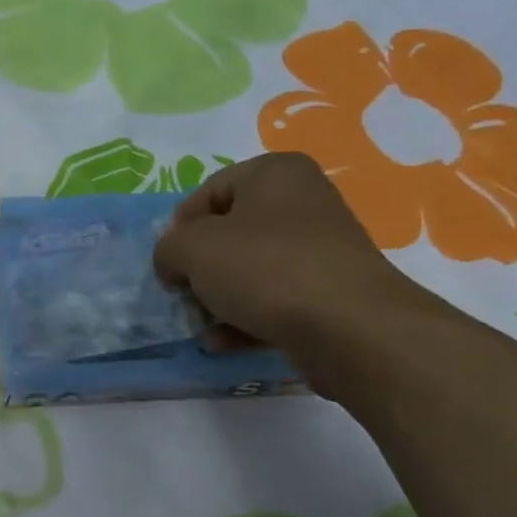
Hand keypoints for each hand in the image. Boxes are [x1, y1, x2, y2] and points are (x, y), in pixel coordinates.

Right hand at [153, 153, 445, 393]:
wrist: (349, 327)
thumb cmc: (265, 268)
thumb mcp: (193, 249)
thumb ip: (168, 248)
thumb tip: (173, 262)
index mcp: (275, 173)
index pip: (208, 191)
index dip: (180, 228)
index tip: (169, 261)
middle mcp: (303, 202)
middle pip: (230, 232)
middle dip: (200, 266)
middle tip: (182, 292)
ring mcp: (320, 250)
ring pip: (251, 270)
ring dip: (218, 298)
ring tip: (200, 323)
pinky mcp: (329, 293)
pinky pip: (274, 300)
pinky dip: (245, 319)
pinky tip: (221, 343)